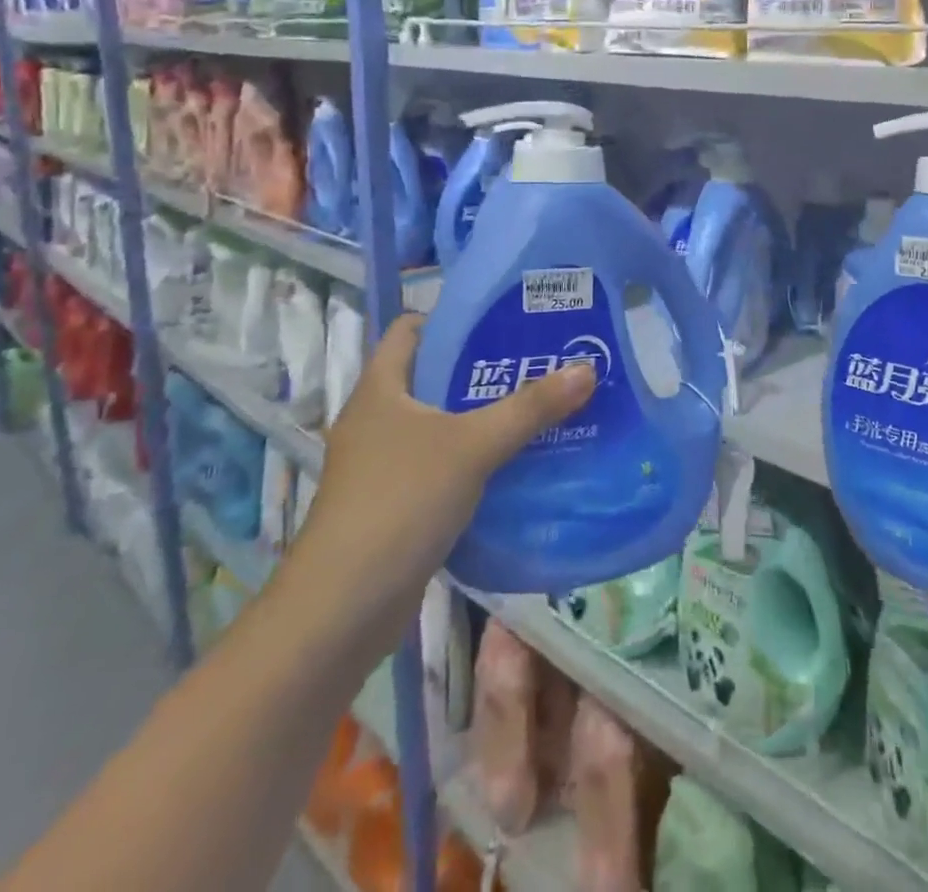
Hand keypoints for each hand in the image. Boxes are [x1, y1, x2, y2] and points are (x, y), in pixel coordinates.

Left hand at [292, 314, 596, 623]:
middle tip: (536, 362)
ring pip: (439, 426)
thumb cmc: (399, 503)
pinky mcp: (393, 505)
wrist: (342, 610)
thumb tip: (586, 368)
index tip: (501, 319)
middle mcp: (376, 420)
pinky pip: (440, 467)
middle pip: (431, 377)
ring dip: (480, 419)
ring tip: (537, 409)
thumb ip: (530, 408)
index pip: (409, 330)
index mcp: (380, 390)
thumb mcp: (471, 447)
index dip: (451, 317)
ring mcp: (381, 466)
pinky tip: (513, 466)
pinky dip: (473, 462)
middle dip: (481, 369)